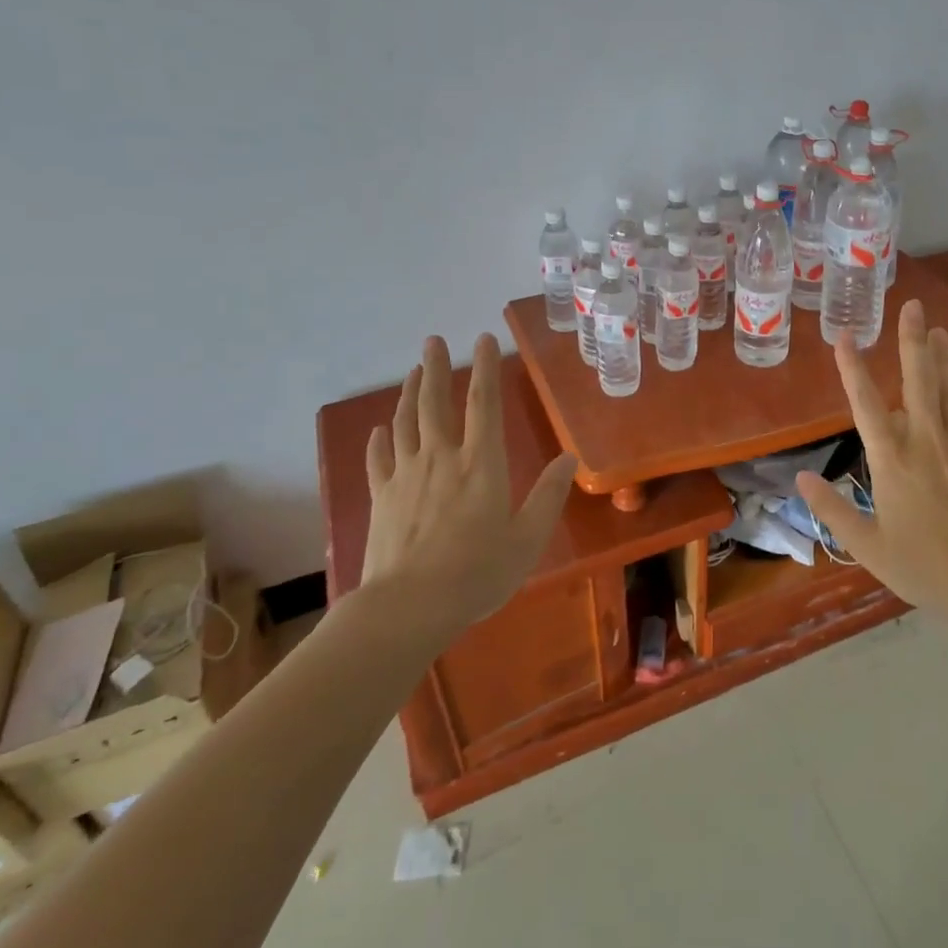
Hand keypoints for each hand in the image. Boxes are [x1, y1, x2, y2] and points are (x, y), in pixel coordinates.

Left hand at [362, 333, 576, 645]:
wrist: (408, 607)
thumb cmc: (477, 573)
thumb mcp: (528, 538)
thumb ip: (549, 495)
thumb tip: (569, 457)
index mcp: (481, 464)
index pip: (483, 404)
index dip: (485, 369)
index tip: (482, 339)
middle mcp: (441, 458)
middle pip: (435, 403)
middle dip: (435, 368)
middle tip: (433, 341)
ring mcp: (406, 476)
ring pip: (405, 423)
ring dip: (409, 394)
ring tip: (413, 372)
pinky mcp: (381, 498)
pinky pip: (378, 459)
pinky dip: (379, 440)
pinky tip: (379, 429)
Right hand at [796, 299, 947, 627]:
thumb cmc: (924, 567)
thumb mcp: (867, 546)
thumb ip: (832, 509)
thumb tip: (801, 478)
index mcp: (892, 460)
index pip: (865, 404)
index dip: (851, 368)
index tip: (843, 336)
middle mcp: (925, 442)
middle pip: (918, 380)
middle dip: (912, 340)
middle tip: (913, 305)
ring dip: (941, 357)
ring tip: (938, 327)